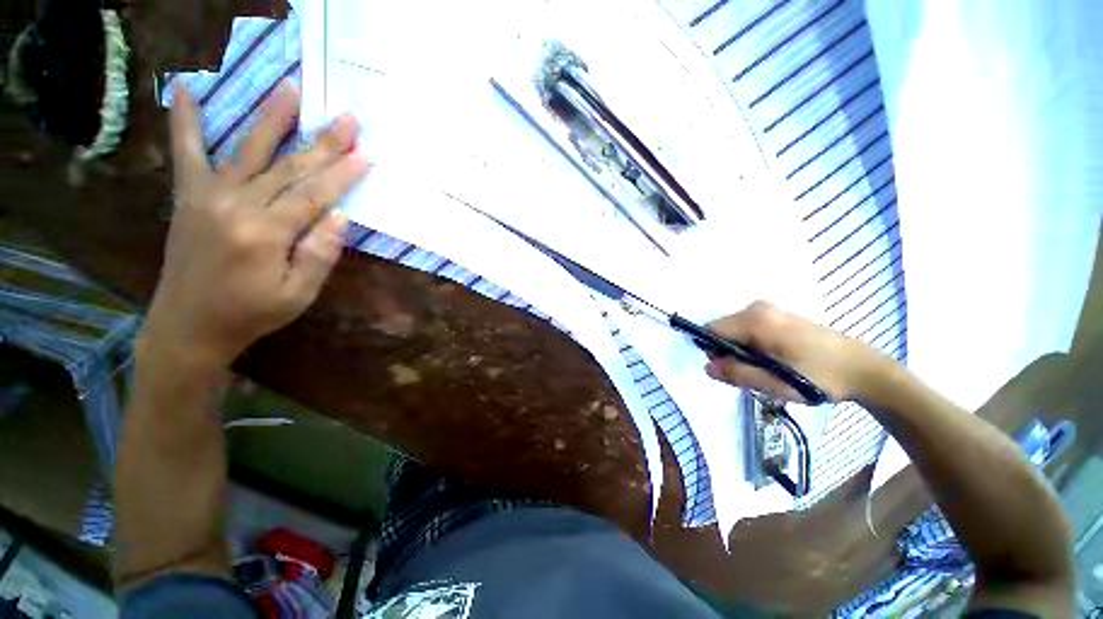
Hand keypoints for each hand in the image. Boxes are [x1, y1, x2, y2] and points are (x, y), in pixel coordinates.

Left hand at [141, 81, 369, 369]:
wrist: (189, 325)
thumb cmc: (252, 313)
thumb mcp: (298, 294)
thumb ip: (320, 254)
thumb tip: (340, 215)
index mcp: (265, 234)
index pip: (313, 195)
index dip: (342, 174)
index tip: (366, 154)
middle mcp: (236, 205)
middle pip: (289, 167)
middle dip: (323, 143)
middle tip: (346, 119)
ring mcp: (208, 196)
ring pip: (249, 150)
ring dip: (272, 117)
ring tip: (291, 87)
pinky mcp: (189, 196)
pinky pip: (187, 152)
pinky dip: (185, 120)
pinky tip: (185, 87)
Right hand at [703, 301, 886, 402]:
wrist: (864, 369)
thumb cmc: (819, 377)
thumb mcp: (775, 383)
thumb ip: (737, 374)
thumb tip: (706, 367)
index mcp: (754, 320)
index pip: (711, 331)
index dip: (713, 352)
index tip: (732, 371)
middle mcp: (756, 308)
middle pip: (722, 330)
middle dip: (728, 353)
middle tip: (753, 374)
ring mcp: (768, 309)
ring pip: (734, 331)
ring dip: (741, 351)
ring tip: (766, 369)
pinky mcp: (777, 315)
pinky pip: (748, 329)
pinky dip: (751, 345)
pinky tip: (774, 359)